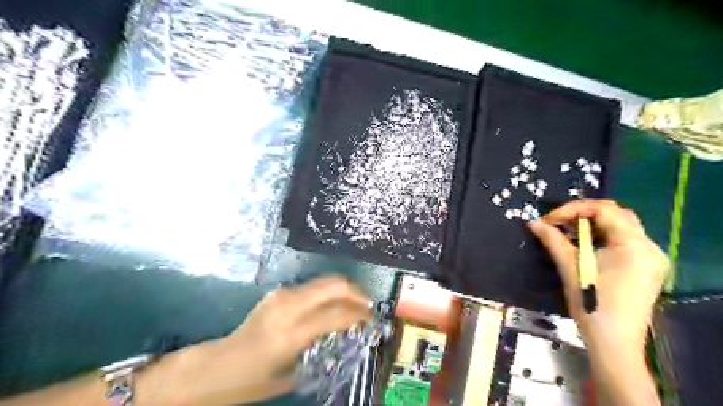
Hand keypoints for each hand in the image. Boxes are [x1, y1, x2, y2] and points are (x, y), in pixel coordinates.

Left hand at [175, 274, 375, 403]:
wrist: (216, 365)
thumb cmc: (251, 380)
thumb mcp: (290, 377)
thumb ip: (320, 353)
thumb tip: (346, 338)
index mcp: (291, 333)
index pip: (337, 313)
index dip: (359, 314)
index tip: (372, 318)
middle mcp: (288, 306)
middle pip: (334, 285)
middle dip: (356, 293)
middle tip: (367, 306)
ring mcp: (281, 295)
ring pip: (324, 281)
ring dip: (343, 290)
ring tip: (353, 305)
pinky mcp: (277, 292)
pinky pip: (312, 286)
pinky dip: (327, 292)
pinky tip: (331, 305)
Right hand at [530, 200, 668, 348]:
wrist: (614, 343)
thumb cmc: (592, 304)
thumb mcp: (570, 267)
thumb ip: (552, 240)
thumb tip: (532, 222)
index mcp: (633, 244)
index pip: (604, 209)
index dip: (573, 209)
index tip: (549, 219)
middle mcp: (648, 246)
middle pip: (615, 214)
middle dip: (583, 214)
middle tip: (558, 222)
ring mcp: (650, 258)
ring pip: (620, 227)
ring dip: (592, 225)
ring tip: (567, 232)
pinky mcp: (645, 268)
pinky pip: (623, 241)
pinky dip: (601, 237)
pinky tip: (584, 245)